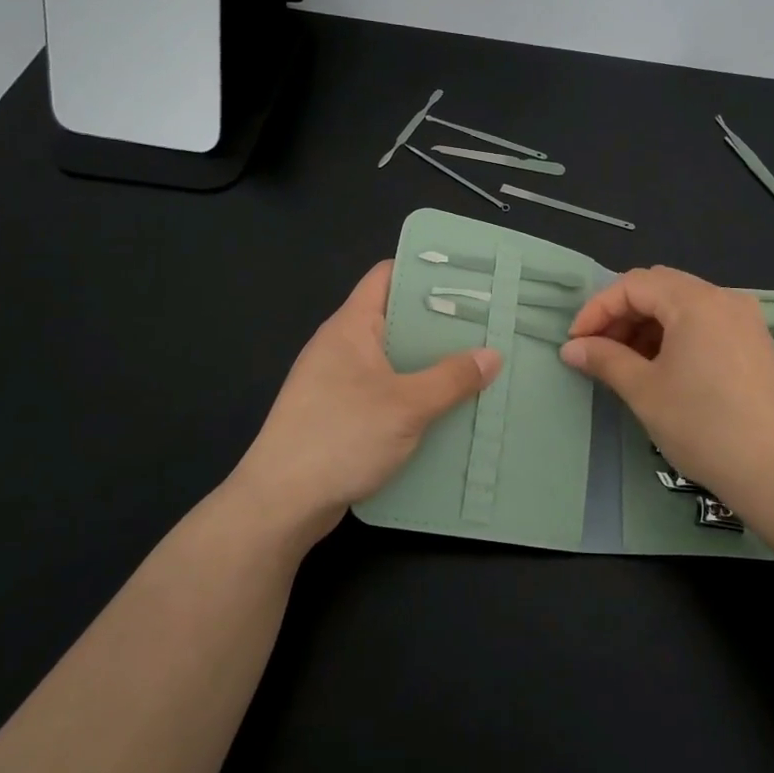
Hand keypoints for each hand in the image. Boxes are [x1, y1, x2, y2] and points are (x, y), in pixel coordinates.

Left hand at [226, 261, 500, 547]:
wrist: (281, 503)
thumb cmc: (341, 437)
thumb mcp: (407, 406)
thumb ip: (452, 378)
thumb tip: (492, 355)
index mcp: (350, 326)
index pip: (386, 276)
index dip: (424, 270)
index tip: (467, 276)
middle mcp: (341, 346)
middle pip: (394, 318)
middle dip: (438, 321)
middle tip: (486, 325)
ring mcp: (336, 382)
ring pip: (391, 359)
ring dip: (428, 363)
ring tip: (475, 365)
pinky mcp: (338, 414)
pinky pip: (383, 391)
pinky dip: (412, 394)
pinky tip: (444, 408)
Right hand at [561, 266, 773, 513]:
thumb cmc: (702, 426)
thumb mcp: (644, 391)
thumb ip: (604, 359)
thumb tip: (571, 348)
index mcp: (695, 300)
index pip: (633, 285)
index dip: (597, 309)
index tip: (576, 343)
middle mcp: (724, 297)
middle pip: (659, 287)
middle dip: (622, 314)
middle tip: (598, 350)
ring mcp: (745, 319)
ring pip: (683, 304)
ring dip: (648, 325)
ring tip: (627, 363)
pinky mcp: (756, 342)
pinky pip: (706, 322)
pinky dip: (676, 335)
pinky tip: (663, 368)